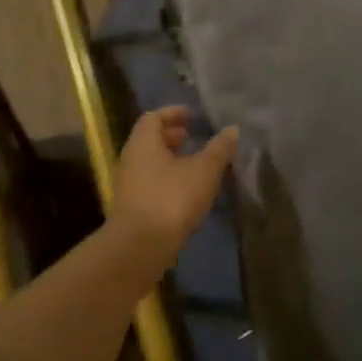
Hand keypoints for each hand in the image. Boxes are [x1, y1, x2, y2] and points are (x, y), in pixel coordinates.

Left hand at [108, 106, 238, 268]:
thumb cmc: (172, 198)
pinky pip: (151, 183)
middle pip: (150, 140)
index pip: (153, 117)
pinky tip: (188, 192)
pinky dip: (168, 180)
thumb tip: (233, 129)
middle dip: (172, 137)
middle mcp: (131, 159)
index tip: (192, 116)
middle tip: (194, 137)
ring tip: (197, 165)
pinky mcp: (132, 208)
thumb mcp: (204, 171)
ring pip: (150, 163)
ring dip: (171, 160)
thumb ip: (219, 149)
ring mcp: (129, 185)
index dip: (173, 113)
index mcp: (143, 142)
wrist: (140, 247)